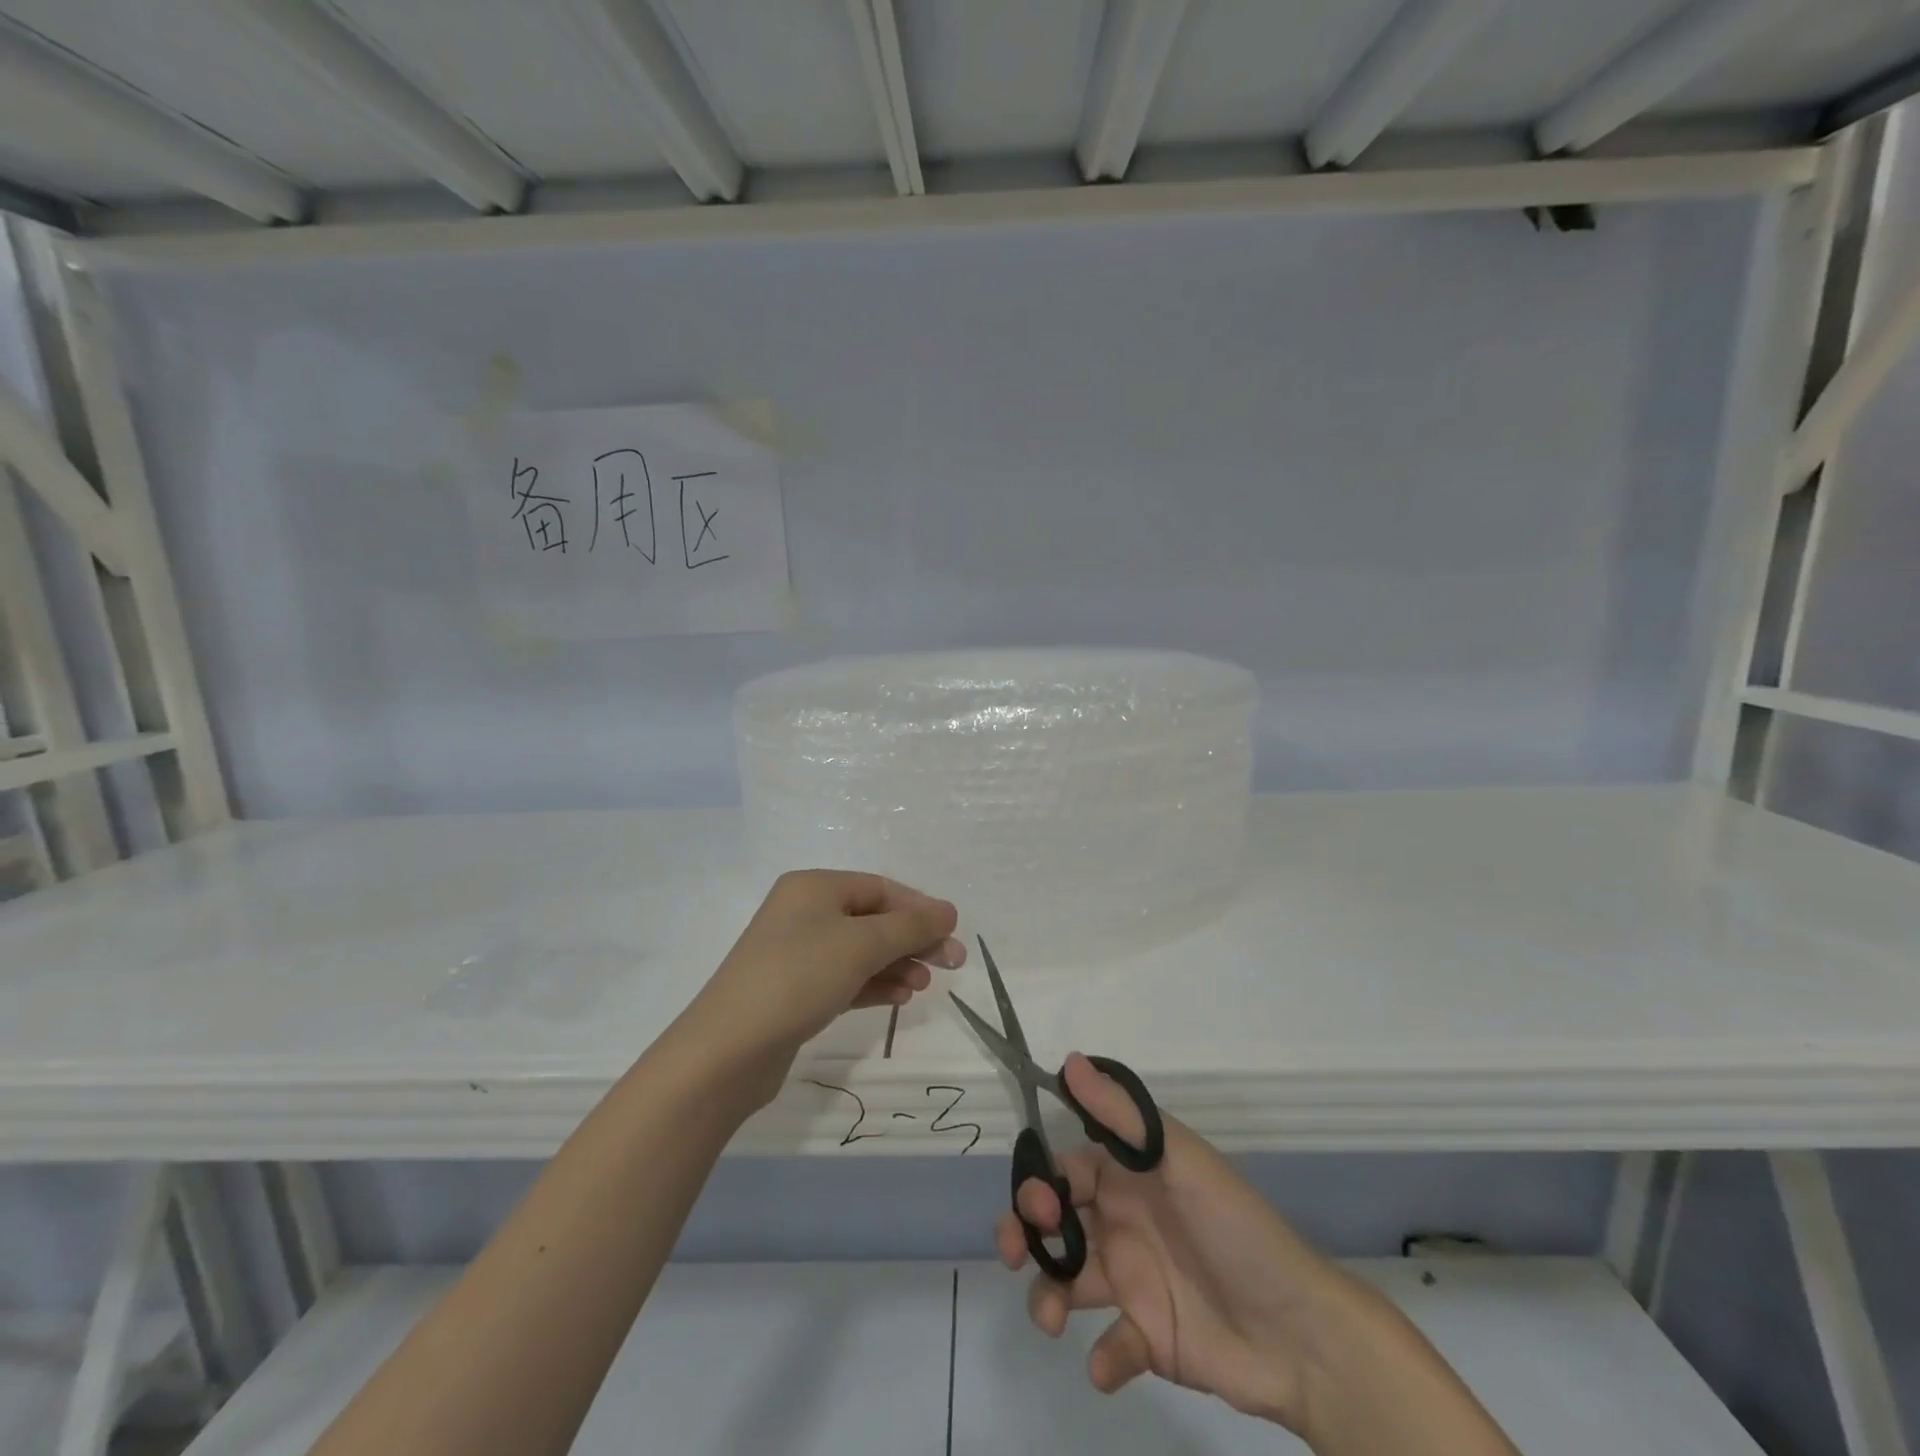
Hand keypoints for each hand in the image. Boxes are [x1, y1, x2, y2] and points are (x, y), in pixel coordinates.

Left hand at [683, 870, 962, 1089]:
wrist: (728, 1050)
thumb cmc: (799, 977)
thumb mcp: (862, 945)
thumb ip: (910, 926)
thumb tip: (948, 911)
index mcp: (814, 887)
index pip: (881, 888)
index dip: (920, 908)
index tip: (953, 934)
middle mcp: (803, 912)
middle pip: (873, 919)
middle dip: (913, 939)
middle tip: (952, 964)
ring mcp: (796, 953)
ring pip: (860, 951)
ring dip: (896, 964)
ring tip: (924, 985)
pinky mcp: (794, 990)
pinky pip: (844, 977)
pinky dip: (873, 984)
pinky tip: (899, 998)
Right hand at [997, 1055, 1355, 1433]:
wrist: (1300, 1332)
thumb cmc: (1234, 1228)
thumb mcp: (1179, 1160)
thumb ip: (1122, 1115)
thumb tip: (1069, 1062)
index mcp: (1128, 1178)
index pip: (1066, 1170)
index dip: (1041, 1182)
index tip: (1035, 1205)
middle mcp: (1123, 1224)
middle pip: (1055, 1223)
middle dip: (1025, 1234)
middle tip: (1018, 1254)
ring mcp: (1133, 1283)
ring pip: (1068, 1282)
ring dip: (1047, 1297)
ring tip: (1052, 1319)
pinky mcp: (1148, 1339)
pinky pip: (1111, 1345)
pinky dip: (1102, 1357)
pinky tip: (1109, 1364)